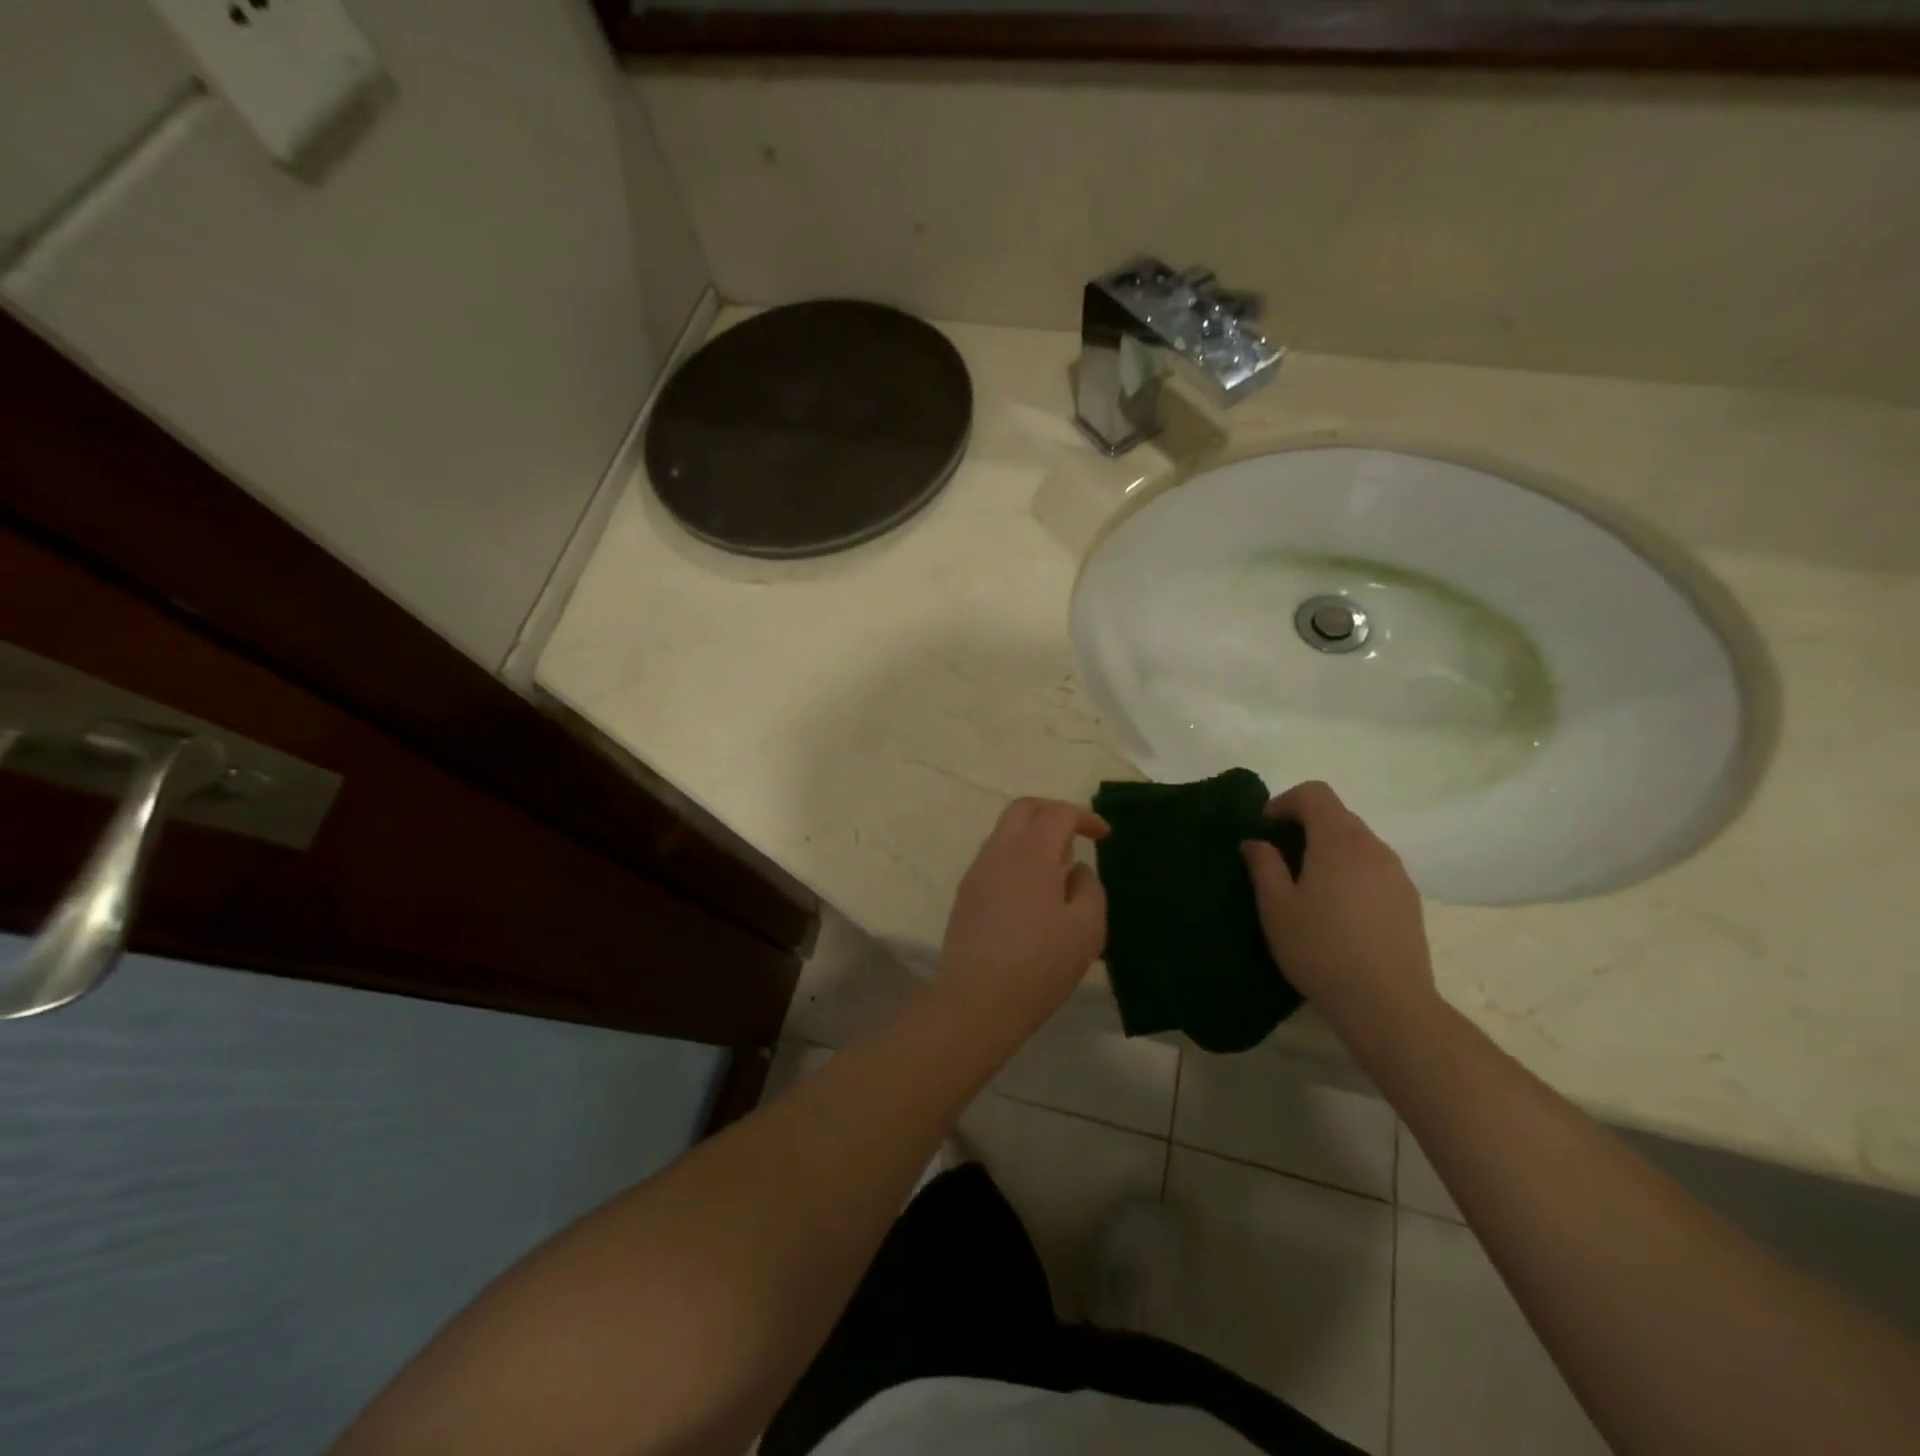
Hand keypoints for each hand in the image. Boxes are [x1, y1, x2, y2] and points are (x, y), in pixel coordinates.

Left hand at [935, 798, 1110, 1039]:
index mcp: (1031, 853)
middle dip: (1052, 812)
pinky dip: (1016, 858)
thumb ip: (1089, 888)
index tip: (1104, 836)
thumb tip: (1074, 871)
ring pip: (1004, 832)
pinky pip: (994, 858)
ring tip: (1057, 870)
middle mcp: (999, 852)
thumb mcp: (1086, 930)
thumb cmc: (1039, 965)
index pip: (1058, 813)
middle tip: (1076, 835)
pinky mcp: (966, 894)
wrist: (976, 1001)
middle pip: (1023, 809)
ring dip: (1033, 836)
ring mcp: (977, 872)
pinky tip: (1031, 893)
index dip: (1085, 817)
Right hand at [1241, 781, 1438, 1043]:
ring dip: (1329, 848)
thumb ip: (1264, 865)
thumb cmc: (1321, 949)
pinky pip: (1374, 867)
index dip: (1285, 801)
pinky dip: (1351, 870)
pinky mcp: (1410, 899)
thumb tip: (1256, 842)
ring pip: (1358, 842)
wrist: (1387, 1004)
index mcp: (1338, 841)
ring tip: (1308, 885)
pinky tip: (1339, 909)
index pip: (1315, 793)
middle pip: (1338, 815)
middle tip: (1280, 856)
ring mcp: (1397, 873)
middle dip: (1306, 825)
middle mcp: (1373, 847)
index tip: (1265, 828)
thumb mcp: (1276, 907)